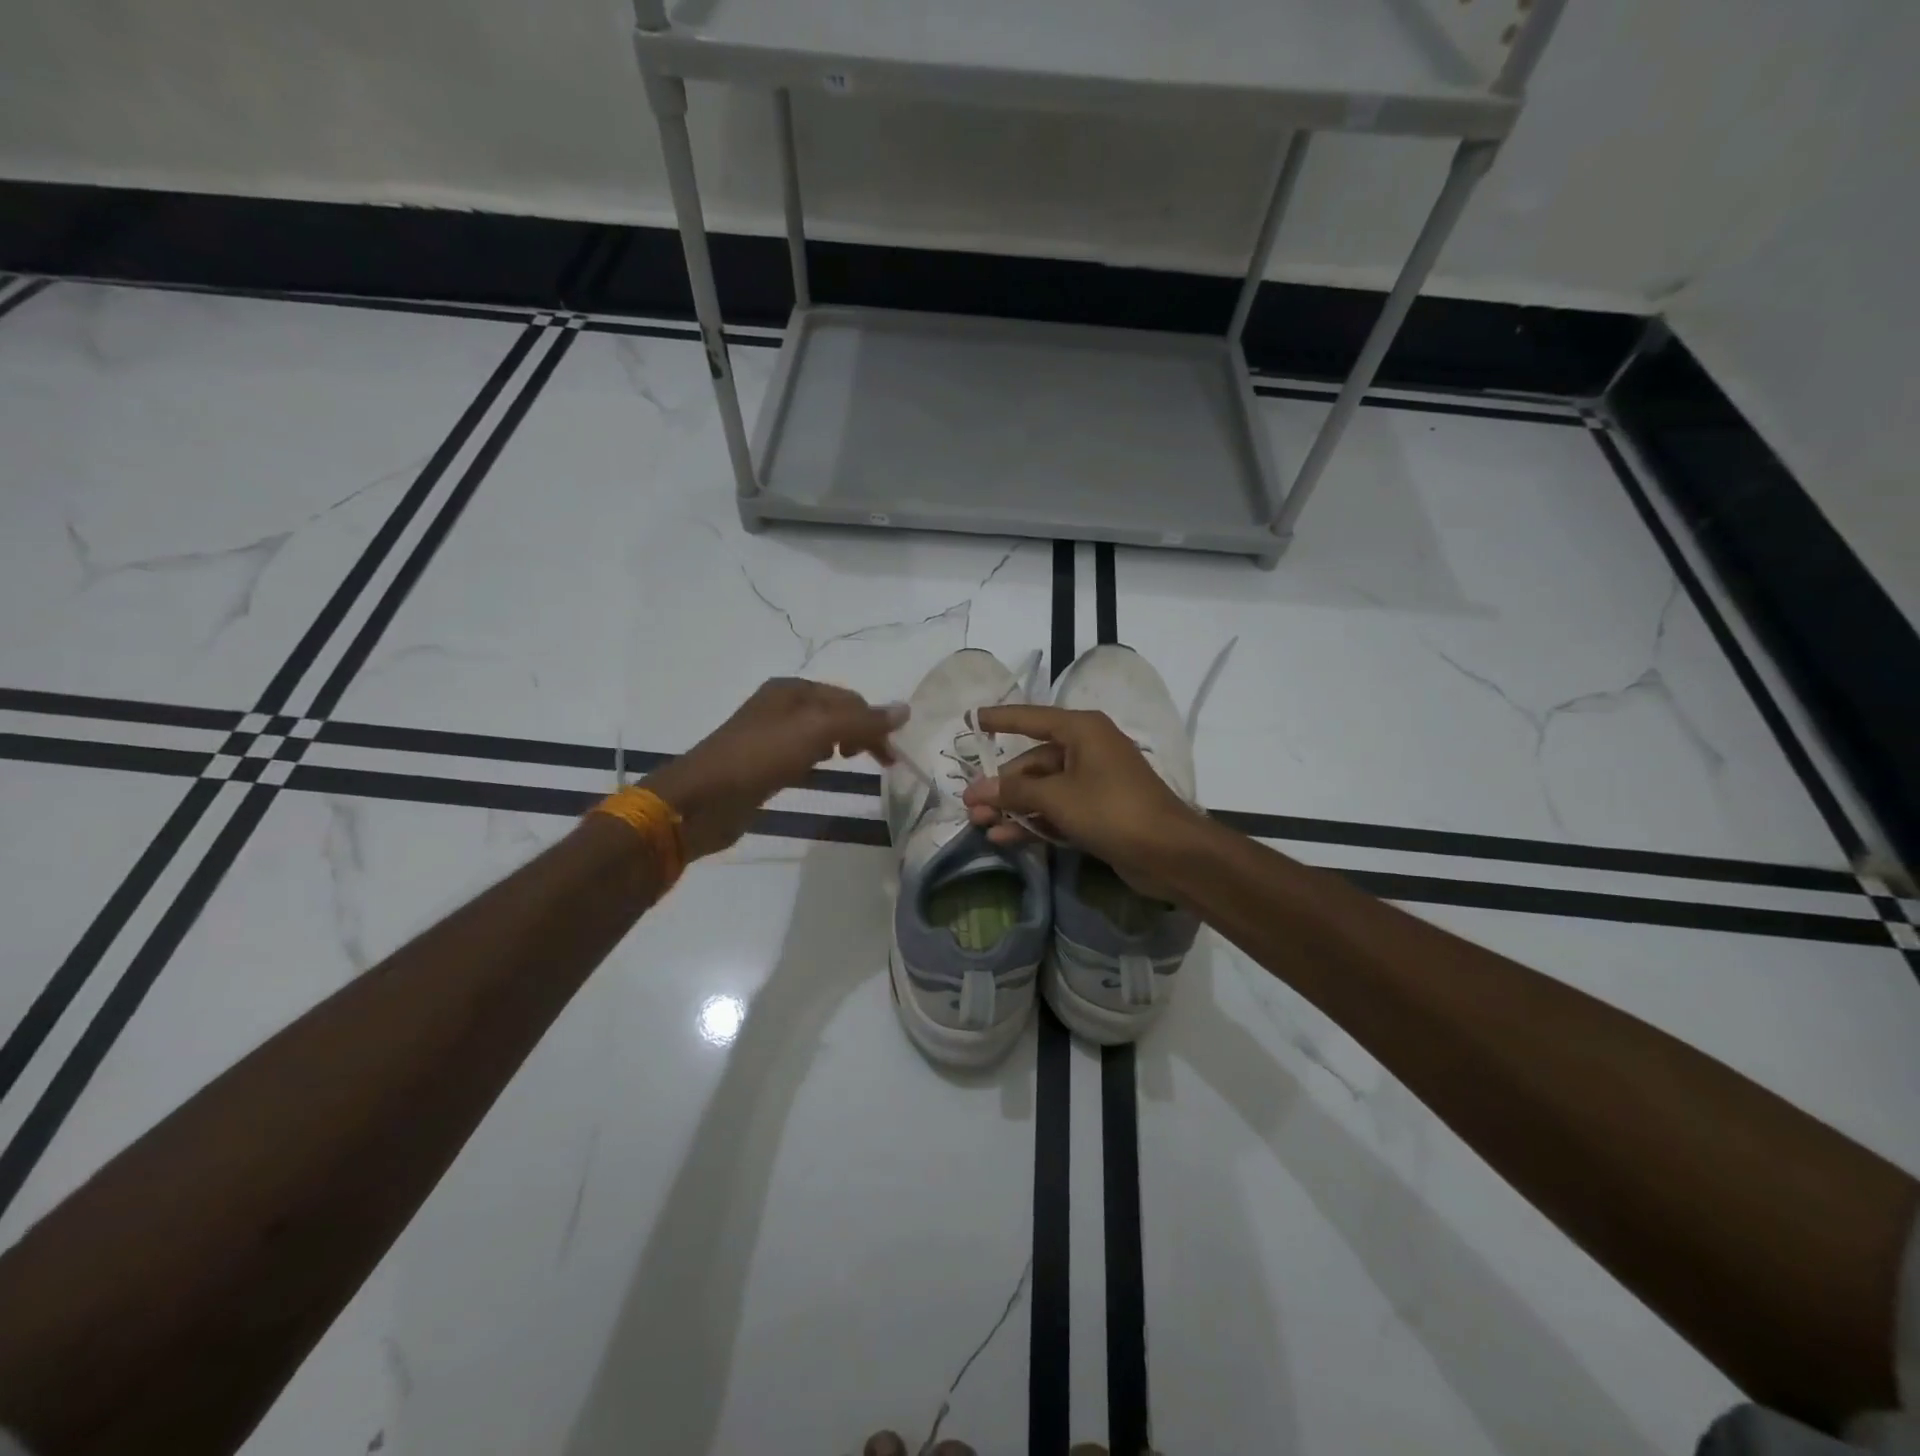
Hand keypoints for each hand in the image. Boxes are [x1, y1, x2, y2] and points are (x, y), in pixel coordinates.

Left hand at [642, 679, 904, 859]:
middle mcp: (781, 705)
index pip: (848, 698)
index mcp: (792, 690)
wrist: (702, 800)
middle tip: (882, 762)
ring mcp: (769, 735)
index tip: (890, 755)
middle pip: (835, 713)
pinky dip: (819, 759)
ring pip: (819, 733)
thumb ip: (861, 721)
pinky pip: (801, 754)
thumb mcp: (817, 731)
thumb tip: (905, 709)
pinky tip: (820, 771)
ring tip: (852, 763)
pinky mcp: (762, 763)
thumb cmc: (760, 757)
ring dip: (842, 744)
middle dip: (861, 732)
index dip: (874, 721)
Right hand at [959, 704, 1199, 889]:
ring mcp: (1094, 783)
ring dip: (1013, 807)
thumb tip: (976, 790)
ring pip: (1043, 790)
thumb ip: (1014, 792)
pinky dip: (1033, 821)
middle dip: (1002, 785)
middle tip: (970, 804)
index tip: (972, 719)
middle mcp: (1087, 750)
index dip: (1001, 719)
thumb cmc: (1112, 810)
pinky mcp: (1097, 812)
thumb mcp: (1057, 798)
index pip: (1032, 718)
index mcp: (1082, 731)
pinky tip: (1005, 837)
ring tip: (980, 823)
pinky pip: (1057, 810)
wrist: (1169, 853)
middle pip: (1034, 762)